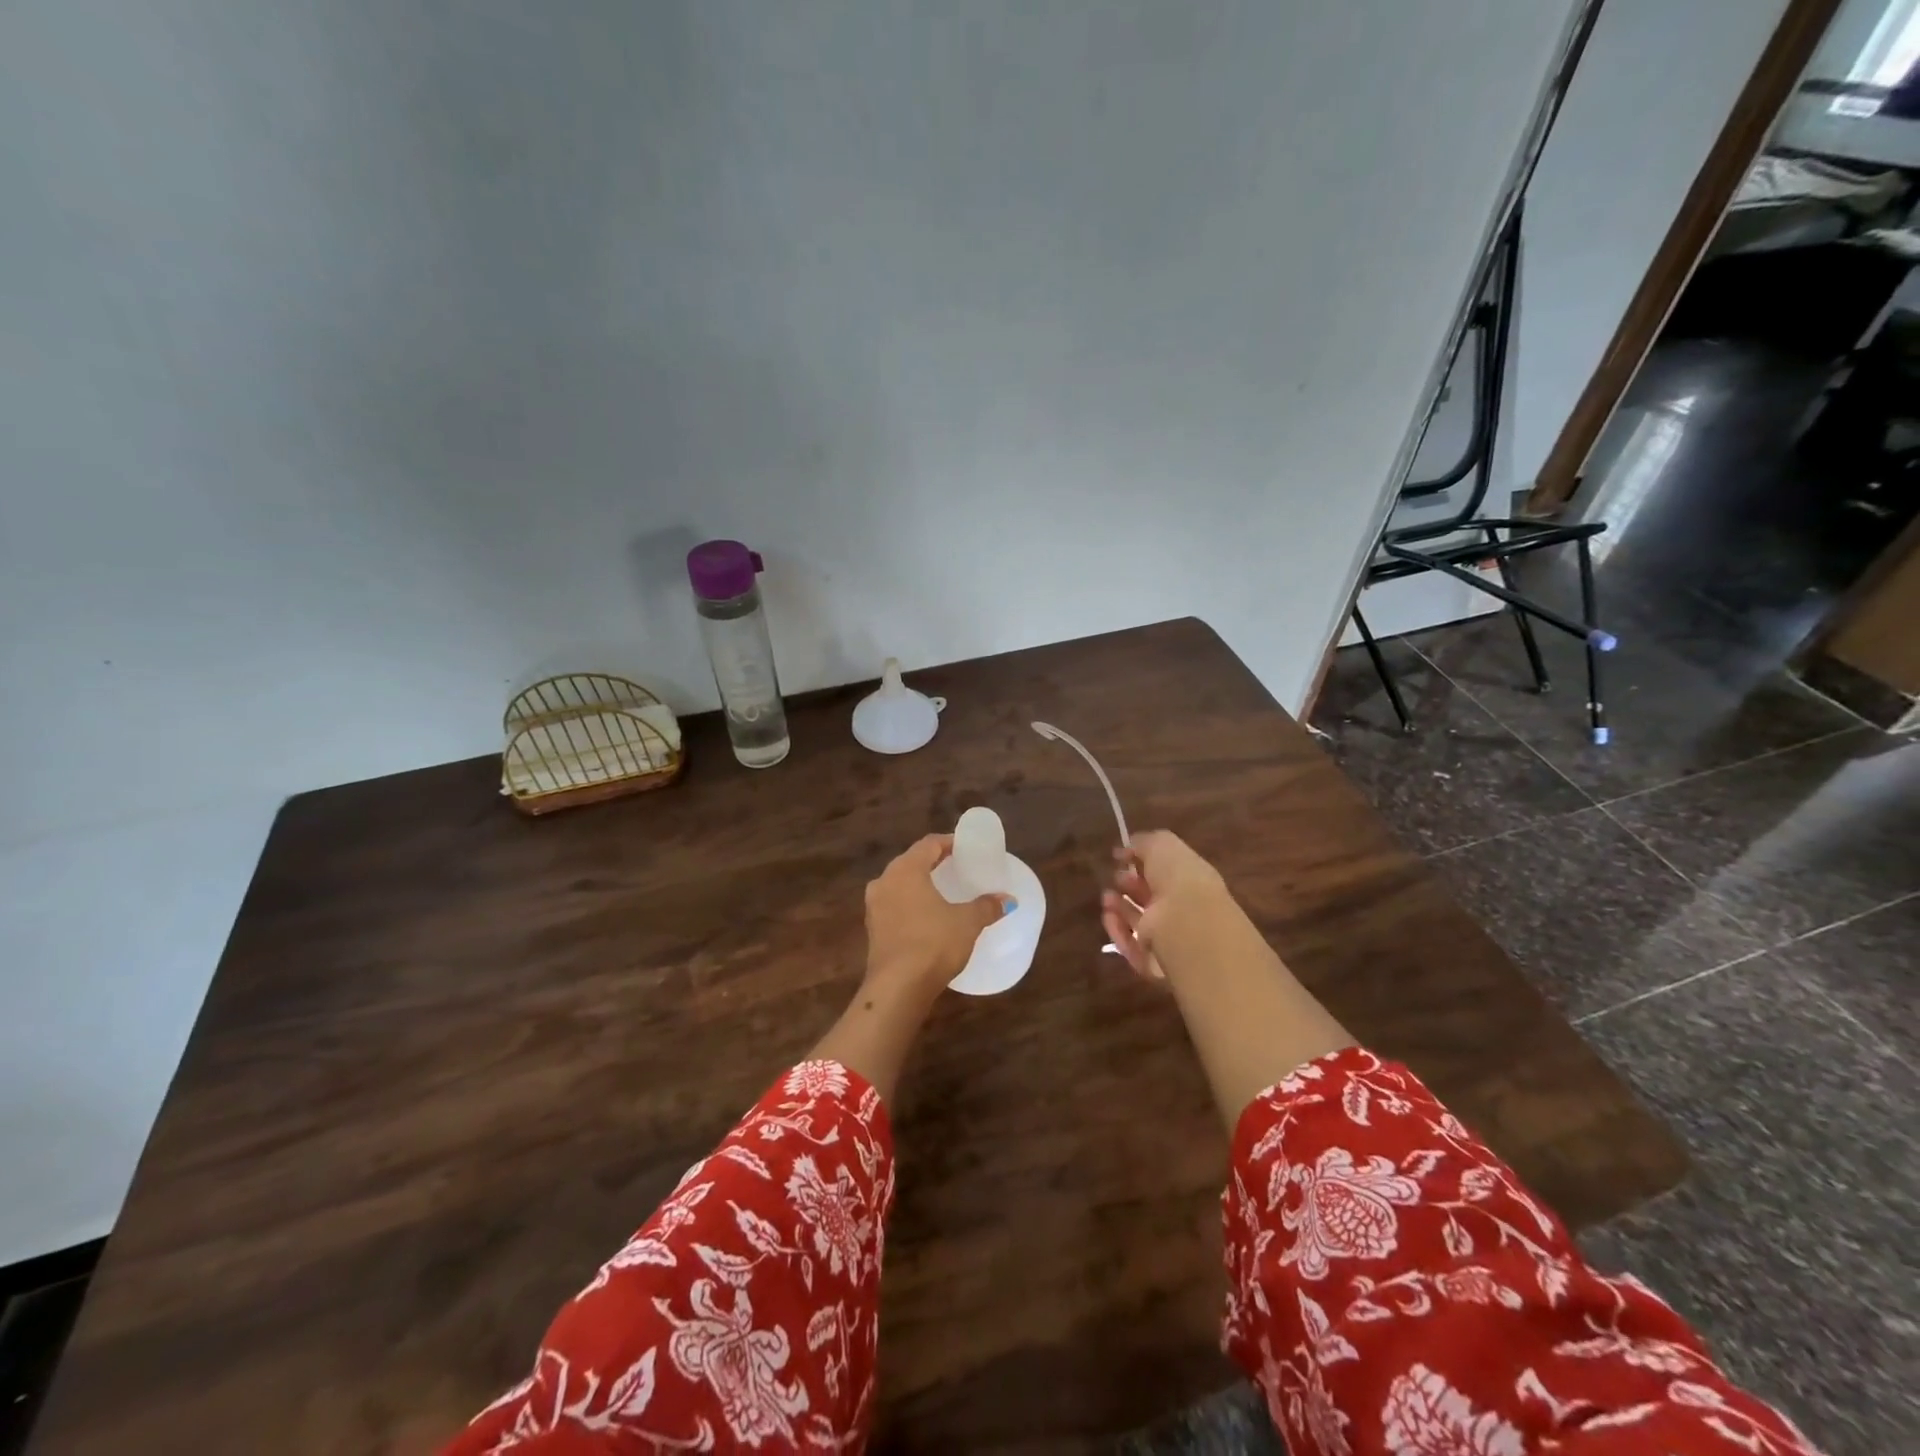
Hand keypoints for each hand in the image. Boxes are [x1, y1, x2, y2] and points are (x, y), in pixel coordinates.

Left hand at [863, 835, 1008, 1003]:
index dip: (948, 842)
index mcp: (906, 870)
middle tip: (956, 866)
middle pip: (911, 862)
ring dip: (919, 884)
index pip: (928, 844)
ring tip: (942, 891)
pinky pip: (894, 906)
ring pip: (899, 884)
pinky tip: (926, 916)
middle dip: (933, 862)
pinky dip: (910, 904)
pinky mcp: (872, 930)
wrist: (897, 988)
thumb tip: (1008, 900)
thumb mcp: (967, 923)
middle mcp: (884, 881)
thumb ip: (987, 906)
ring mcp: (874, 906)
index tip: (966, 847)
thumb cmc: (933, 943)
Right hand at [1101, 830, 1232, 983]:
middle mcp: (1182, 910)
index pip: (1165, 873)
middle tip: (1115, 877)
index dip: (1143, 863)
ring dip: (1121, 908)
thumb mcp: (1163, 845)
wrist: (1189, 925)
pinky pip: (1132, 946)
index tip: (1121, 857)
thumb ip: (1143, 843)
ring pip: (1140, 923)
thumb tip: (1124, 849)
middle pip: (1152, 898)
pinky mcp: (1154, 963)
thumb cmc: (1179, 879)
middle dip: (1130, 886)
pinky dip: (1118, 931)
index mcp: (1190, 881)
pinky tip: (1107, 916)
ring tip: (1106, 897)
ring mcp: (1169, 939)